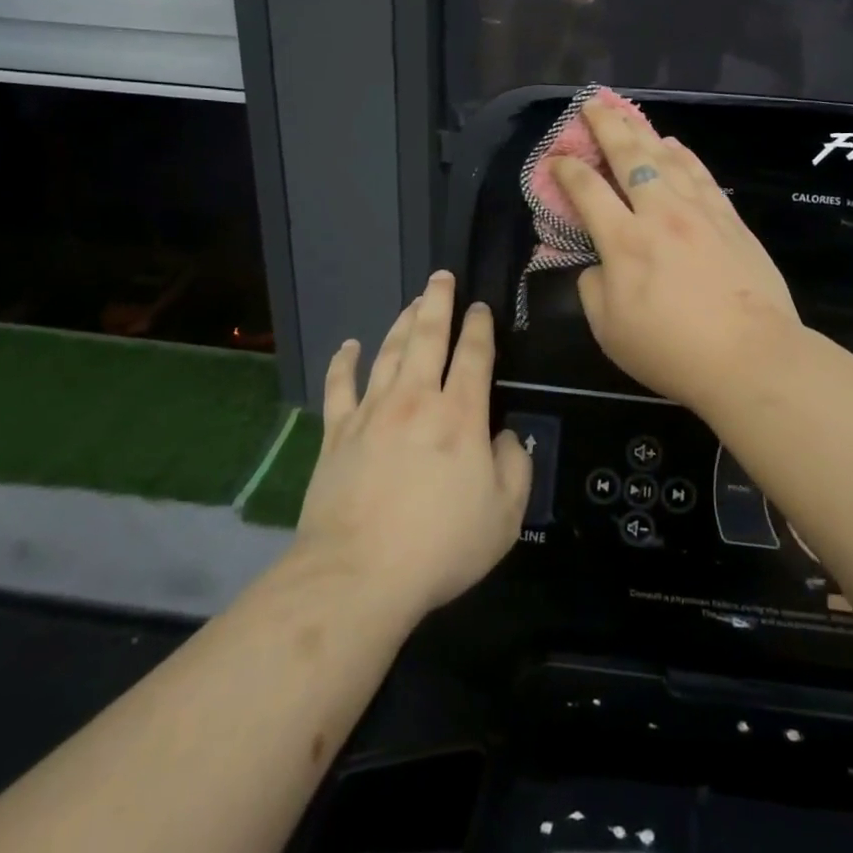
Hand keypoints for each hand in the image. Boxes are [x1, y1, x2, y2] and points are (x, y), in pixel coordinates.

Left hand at [295, 272, 531, 626]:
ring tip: (411, 302)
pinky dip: (344, 362)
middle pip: (426, 337)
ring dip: (401, 323)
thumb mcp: (505, 515)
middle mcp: (415, 400)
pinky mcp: (337, 433)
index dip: (479, 327)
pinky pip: (340, 386)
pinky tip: (349, 346)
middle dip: (437, 303)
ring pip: (387, 353)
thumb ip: (516, 466)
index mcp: (459, 416)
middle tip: (440, 277)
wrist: (358, 575)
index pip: (473, 355)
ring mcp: (371, 413)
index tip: (480, 308)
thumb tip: (506, 435)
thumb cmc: (440, 546)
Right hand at [551, 101, 803, 412]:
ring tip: (627, 114)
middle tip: (592, 104)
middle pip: (628, 156)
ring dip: (642, 132)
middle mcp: (659, 214)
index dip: (566, 170)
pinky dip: (684, 155)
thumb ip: (592, 289)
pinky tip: (674, 145)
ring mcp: (699, 212)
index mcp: (623, 242)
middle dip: (606, 126)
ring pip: (666, 158)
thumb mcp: (609, 331)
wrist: (750, 357)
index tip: (555, 158)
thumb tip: (597, 264)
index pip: (587, 191)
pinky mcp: (730, 220)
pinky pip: (701, 175)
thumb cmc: (671, 351)